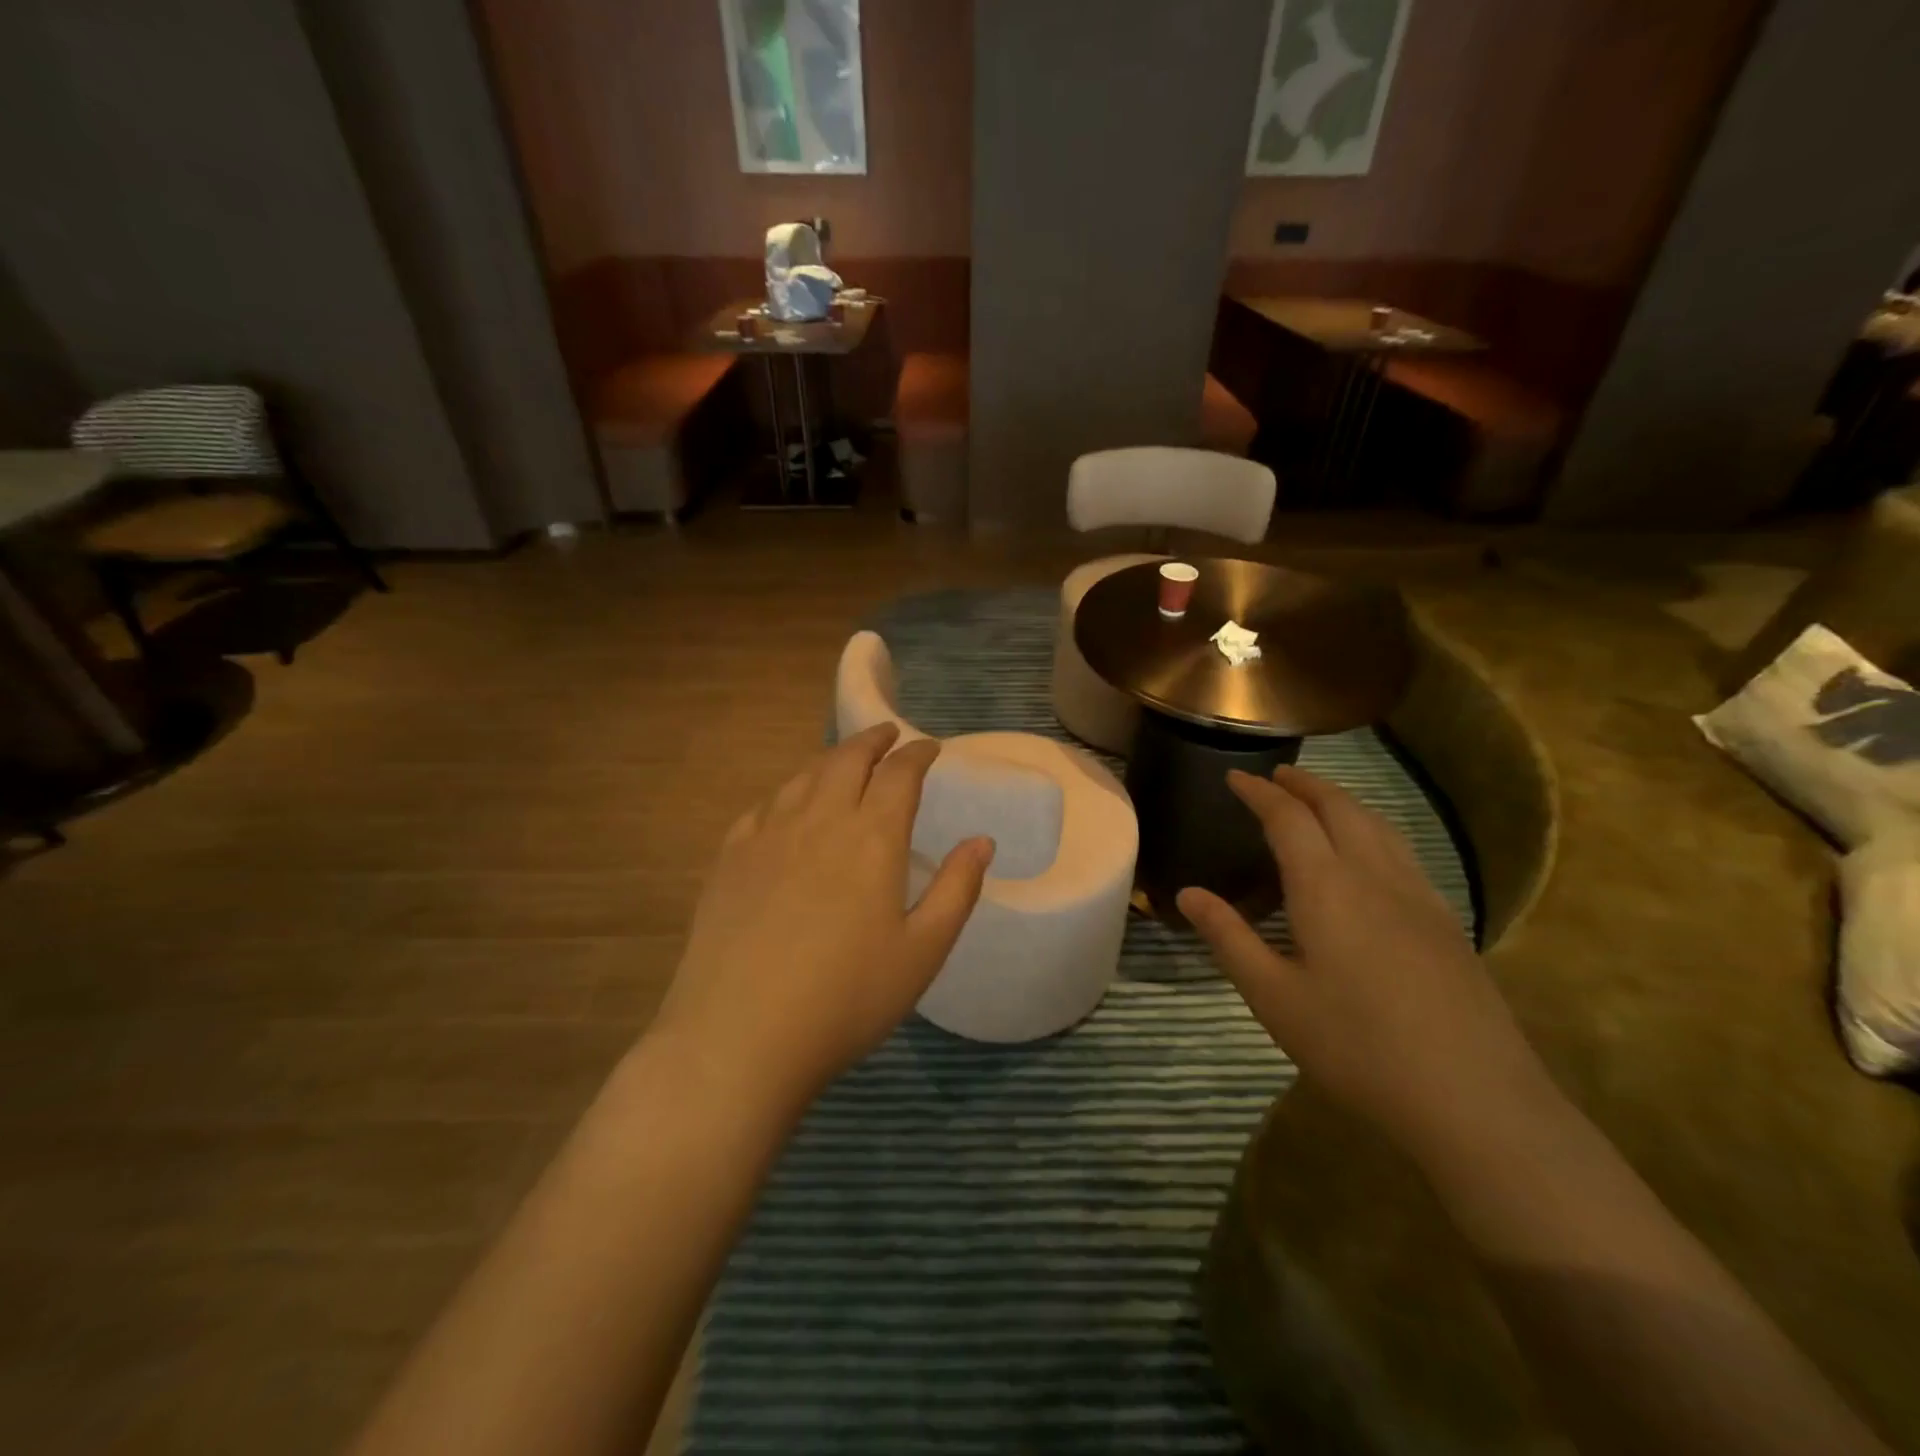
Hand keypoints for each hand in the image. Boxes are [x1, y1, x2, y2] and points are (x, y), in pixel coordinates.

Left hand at [653, 724, 993, 1112]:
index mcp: (871, 838)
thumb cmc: (846, 999)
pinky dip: (787, 791)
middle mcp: (819, 820)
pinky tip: (788, 804)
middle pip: (847, 759)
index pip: (899, 774)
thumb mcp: (923, 952)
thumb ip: (957, 890)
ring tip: (845, 759)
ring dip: (831, 759)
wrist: (740, 1037)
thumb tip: (982, 841)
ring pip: (803, 776)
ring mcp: (767, 836)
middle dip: (873, 740)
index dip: (918, 754)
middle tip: (889, 734)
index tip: (930, 748)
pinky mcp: (730, 859)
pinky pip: (763, 806)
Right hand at [1177, 766, 1547, 1154]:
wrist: (1474, 1099)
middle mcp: (1374, 875)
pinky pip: (1402, 851)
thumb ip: (1229, 937)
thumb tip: (1187, 893)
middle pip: (1340, 808)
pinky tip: (1370, 854)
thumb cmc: (1357, 1046)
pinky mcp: (1446, 921)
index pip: (1288, 819)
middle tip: (1275, 776)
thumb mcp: (1274, 997)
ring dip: (1342, 801)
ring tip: (1317, 800)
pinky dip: (1373, 829)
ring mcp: (1419, 896)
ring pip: (1378, 825)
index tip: (1234, 776)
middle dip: (1304, 784)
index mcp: (1327, 887)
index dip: (1259, 793)